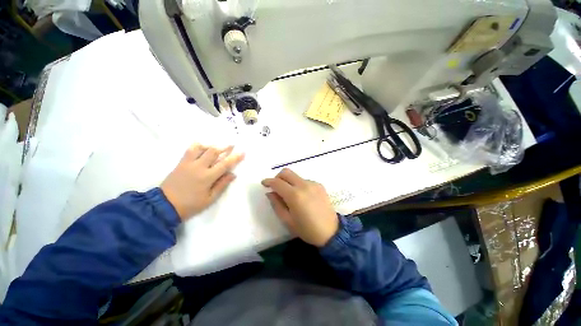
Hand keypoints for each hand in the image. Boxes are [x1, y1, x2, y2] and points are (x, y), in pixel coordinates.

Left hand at [161, 144, 243, 220]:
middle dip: (224, 147)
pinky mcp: (180, 163)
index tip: (242, 152)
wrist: (164, 205)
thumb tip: (233, 174)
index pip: (225, 164)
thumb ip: (222, 185)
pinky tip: (202, 146)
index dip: (235, 157)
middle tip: (231, 144)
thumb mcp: (210, 199)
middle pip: (213, 152)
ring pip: (201, 148)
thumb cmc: (191, 205)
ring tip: (217, 145)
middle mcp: (198, 167)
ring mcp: (188, 163)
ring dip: (211, 145)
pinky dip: (198, 146)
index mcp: (207, 177)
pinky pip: (189, 150)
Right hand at [262, 168, 338, 246]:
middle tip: (276, 187)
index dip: (268, 181)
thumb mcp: (287, 220)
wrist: (331, 232)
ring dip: (289, 182)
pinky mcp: (319, 185)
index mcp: (295, 195)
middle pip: (286, 172)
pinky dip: (298, 185)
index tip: (264, 183)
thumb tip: (270, 193)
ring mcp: (313, 184)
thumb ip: (276, 204)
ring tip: (291, 195)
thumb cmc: (307, 229)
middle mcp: (304, 185)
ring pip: (296, 176)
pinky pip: (304, 181)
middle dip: (278, 177)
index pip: (277, 182)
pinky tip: (302, 197)